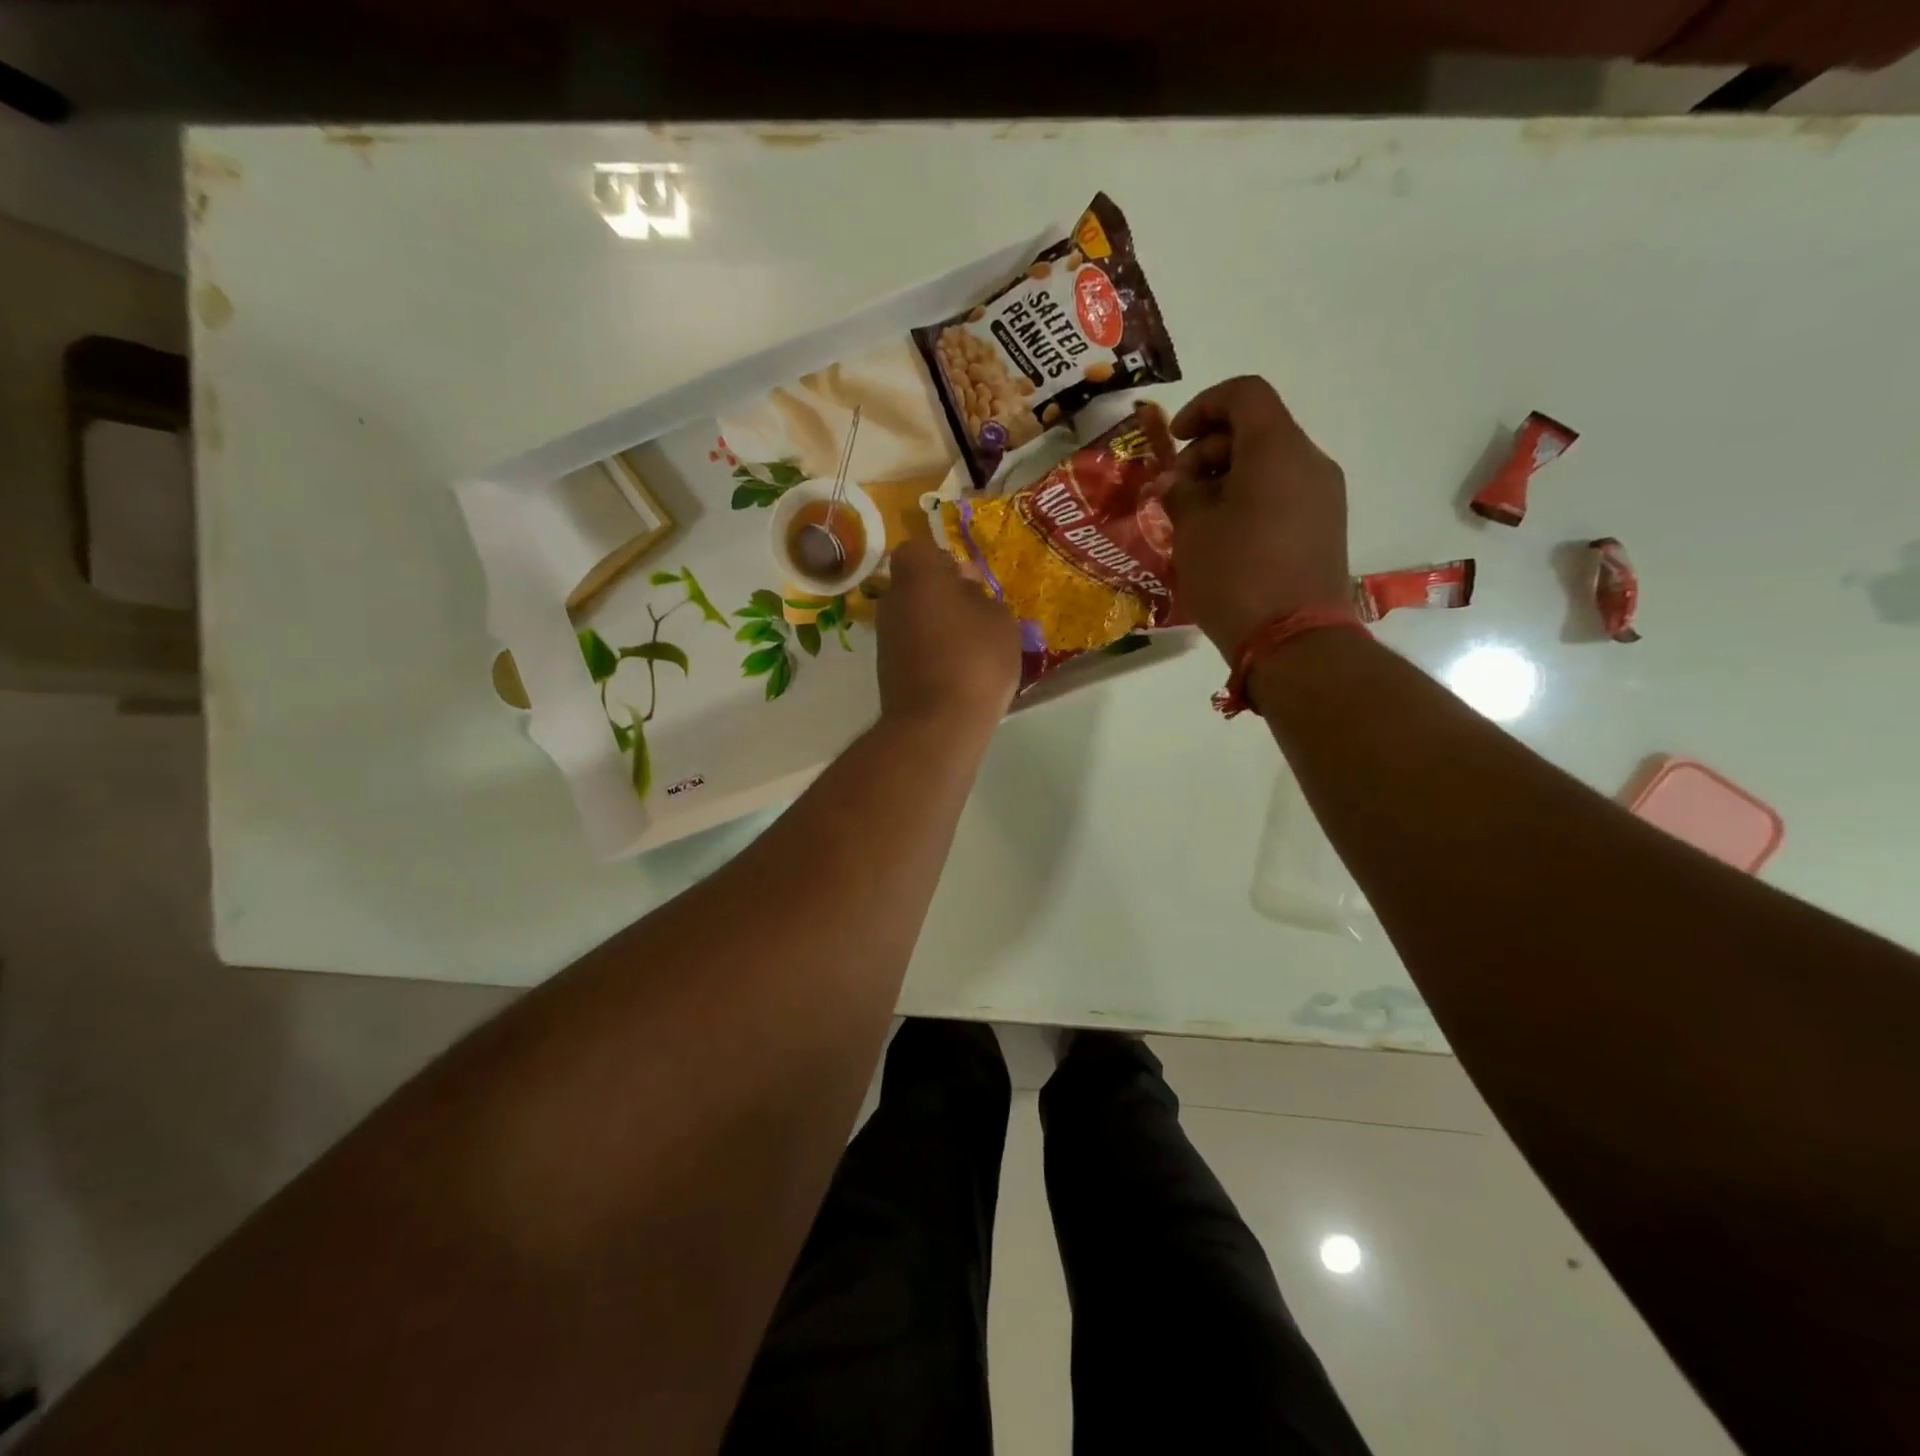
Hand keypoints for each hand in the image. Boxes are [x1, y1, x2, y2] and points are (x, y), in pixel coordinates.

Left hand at [876, 538, 1021, 735]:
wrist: (936, 723)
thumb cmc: (974, 659)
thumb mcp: (1000, 621)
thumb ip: (982, 598)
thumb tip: (966, 590)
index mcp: (918, 577)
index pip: (919, 551)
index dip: (943, 561)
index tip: (968, 581)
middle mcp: (893, 602)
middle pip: (915, 586)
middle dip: (942, 595)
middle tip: (977, 614)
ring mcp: (886, 638)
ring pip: (914, 618)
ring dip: (938, 626)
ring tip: (973, 648)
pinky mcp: (887, 670)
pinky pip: (912, 648)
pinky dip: (931, 652)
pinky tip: (958, 672)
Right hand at [1154, 376, 1350, 655]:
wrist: (1293, 639)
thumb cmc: (1235, 575)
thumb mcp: (1192, 530)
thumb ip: (1180, 493)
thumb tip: (1175, 482)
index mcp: (1276, 448)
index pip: (1243, 395)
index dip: (1203, 406)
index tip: (1174, 441)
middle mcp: (1309, 461)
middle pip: (1256, 429)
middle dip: (1208, 451)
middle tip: (1176, 493)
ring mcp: (1323, 496)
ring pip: (1269, 464)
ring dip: (1227, 478)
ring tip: (1195, 520)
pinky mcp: (1325, 527)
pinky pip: (1283, 493)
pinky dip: (1249, 499)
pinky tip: (1223, 537)